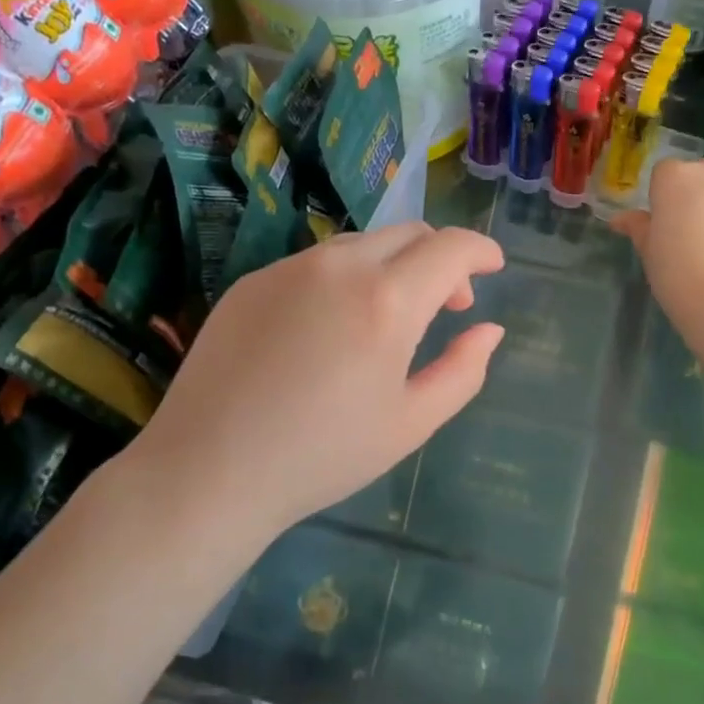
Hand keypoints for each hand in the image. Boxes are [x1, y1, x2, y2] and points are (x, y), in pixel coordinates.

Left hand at [116, 223, 504, 535]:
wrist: (209, 470)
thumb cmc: (322, 455)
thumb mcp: (411, 422)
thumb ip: (463, 370)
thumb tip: (489, 329)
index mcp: (387, 301)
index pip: (450, 248)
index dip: (481, 250)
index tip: (494, 266)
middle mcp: (339, 267)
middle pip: (408, 234)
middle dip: (441, 258)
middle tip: (447, 305)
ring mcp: (289, 268)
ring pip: (362, 244)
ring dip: (394, 266)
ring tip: (389, 318)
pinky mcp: (253, 280)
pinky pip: (317, 263)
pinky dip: (347, 278)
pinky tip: (332, 327)